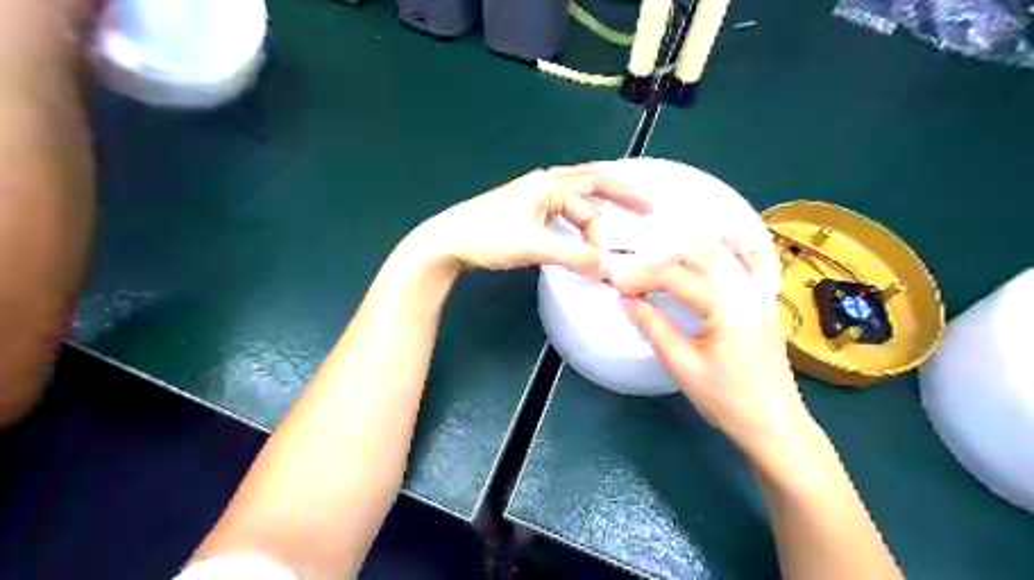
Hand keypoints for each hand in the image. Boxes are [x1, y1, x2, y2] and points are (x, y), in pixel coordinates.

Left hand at [408, 165, 648, 276]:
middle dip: (615, 198)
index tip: (639, 222)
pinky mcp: (521, 214)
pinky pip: (559, 213)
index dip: (617, 208)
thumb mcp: (535, 246)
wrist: (446, 242)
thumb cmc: (488, 236)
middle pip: (587, 186)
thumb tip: (610, 270)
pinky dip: (575, 223)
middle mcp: (542, 186)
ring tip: (611, 228)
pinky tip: (579, 234)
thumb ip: (574, 256)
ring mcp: (530, 199)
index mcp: (547, 185)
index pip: (593, 193)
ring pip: (572, 201)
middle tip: (641, 211)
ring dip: (593, 214)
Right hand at [611, 240, 806, 456]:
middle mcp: (749, 290)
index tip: (618, 285)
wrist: (774, 425)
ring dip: (691, 252)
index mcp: (727, 306)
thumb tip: (627, 300)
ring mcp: (763, 293)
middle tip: (636, 277)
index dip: (643, 277)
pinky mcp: (768, 302)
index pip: (676, 277)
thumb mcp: (681, 365)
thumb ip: (653, 326)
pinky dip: (732, 250)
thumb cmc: (726, 400)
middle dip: (663, 261)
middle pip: (700, 255)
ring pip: (725, 253)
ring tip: (664, 265)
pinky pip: (753, 263)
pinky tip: (719, 247)